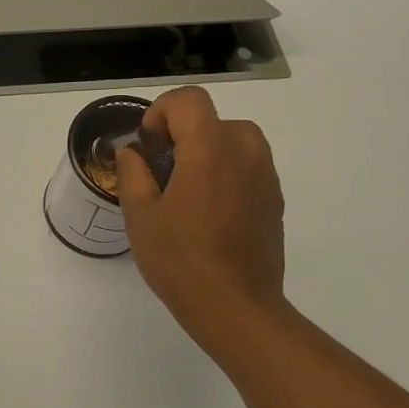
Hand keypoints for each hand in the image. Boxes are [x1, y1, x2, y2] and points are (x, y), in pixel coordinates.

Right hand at [117, 86, 288, 361]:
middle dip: (183, 134)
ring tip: (186, 192)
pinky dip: (226, 173)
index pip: (189, 100)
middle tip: (162, 171)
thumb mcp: (140, 216)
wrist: (236, 307)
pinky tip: (209, 213)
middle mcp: (245, 152)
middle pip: (213, 119)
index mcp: (209, 149)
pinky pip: (248, 167)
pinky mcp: (275, 199)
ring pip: (234, 141)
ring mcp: (266, 176)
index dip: (162, 112)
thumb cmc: (180, 260)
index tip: (148, 145)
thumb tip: (133, 153)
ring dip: (207, 152)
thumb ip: (133, 173)